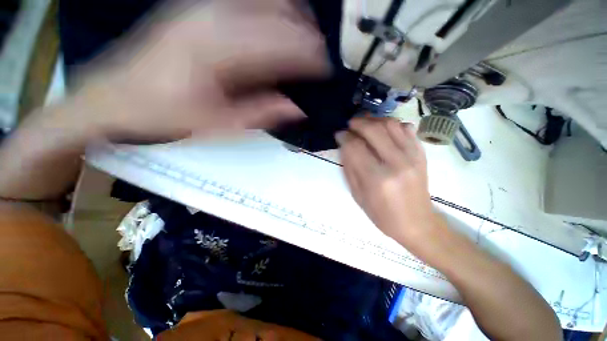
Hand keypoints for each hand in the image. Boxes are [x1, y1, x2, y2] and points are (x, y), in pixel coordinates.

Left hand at [69, 0, 328, 141]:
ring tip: (310, 44)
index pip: (283, 46)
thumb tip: (297, 108)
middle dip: (308, 38)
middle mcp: (215, 17)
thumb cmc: (165, 116)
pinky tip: (282, 28)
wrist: (115, 96)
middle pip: (280, 16)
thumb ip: (262, 114)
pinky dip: (275, 12)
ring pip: (268, 1)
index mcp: (220, 51)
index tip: (328, 71)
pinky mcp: (199, 9)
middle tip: (323, 61)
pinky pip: (249, 1)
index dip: (311, 58)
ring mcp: (206, 8)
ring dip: (295, 20)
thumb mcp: (219, 125)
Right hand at [336, 117, 434, 243]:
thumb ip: (350, 167)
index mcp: (376, 179)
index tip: (339, 134)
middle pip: (373, 130)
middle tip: (350, 124)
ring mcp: (412, 157)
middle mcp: (396, 163)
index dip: (344, 136)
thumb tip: (344, 145)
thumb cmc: (382, 214)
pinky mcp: (422, 155)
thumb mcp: (358, 195)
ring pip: (391, 124)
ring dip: (374, 120)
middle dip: (357, 123)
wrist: (417, 223)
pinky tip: (383, 130)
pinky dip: (392, 124)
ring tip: (365, 123)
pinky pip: (407, 129)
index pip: (355, 147)